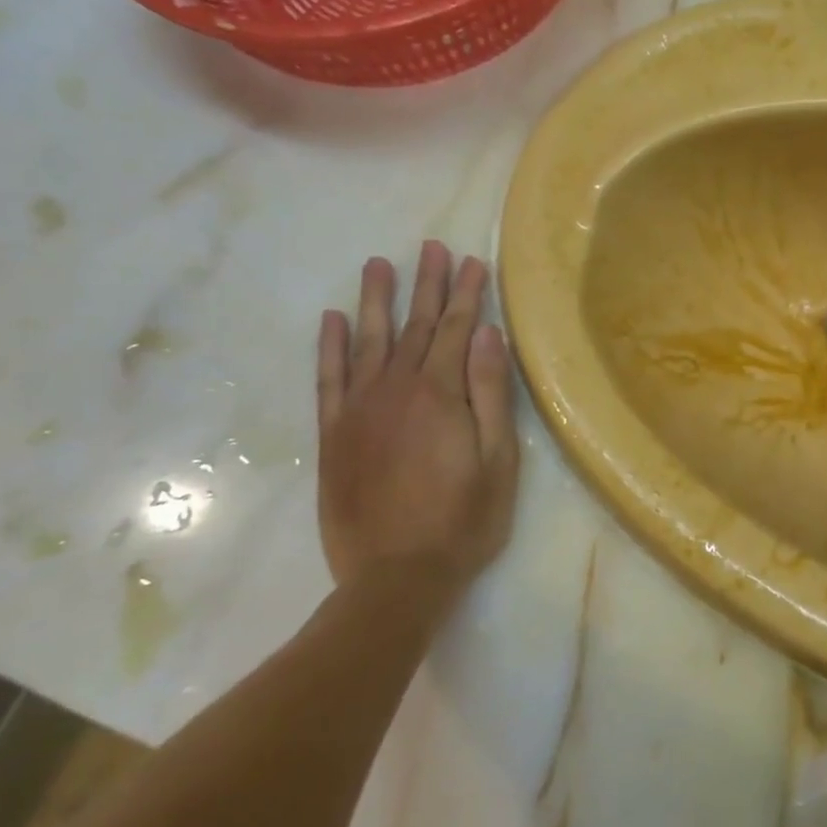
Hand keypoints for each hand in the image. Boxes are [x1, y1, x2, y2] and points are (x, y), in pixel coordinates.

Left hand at [316, 243, 520, 601]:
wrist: (394, 578)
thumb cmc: (462, 522)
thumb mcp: (498, 461)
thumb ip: (491, 394)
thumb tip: (487, 335)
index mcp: (441, 394)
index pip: (457, 329)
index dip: (467, 294)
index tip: (473, 262)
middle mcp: (396, 389)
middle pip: (416, 326)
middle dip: (428, 285)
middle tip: (432, 248)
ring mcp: (359, 409)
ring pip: (368, 340)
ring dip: (376, 300)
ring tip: (379, 264)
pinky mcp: (333, 434)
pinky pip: (328, 378)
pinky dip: (329, 346)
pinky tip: (331, 320)